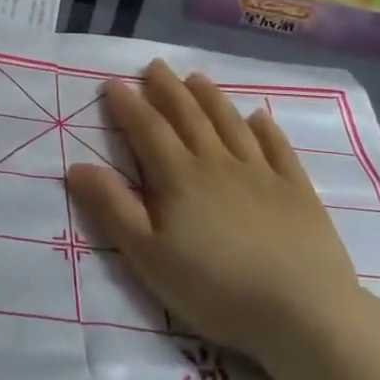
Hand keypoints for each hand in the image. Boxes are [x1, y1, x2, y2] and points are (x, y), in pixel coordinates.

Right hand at [65, 59, 362, 364]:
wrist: (303, 314)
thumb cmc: (215, 289)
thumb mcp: (148, 255)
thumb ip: (113, 208)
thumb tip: (76, 166)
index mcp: (179, 178)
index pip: (148, 129)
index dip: (127, 105)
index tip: (113, 83)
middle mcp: (218, 164)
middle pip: (189, 117)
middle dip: (168, 89)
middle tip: (155, 66)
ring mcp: (262, 175)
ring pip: (231, 125)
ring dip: (211, 99)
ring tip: (197, 78)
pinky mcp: (298, 193)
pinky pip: (279, 150)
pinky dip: (267, 129)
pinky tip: (259, 117)